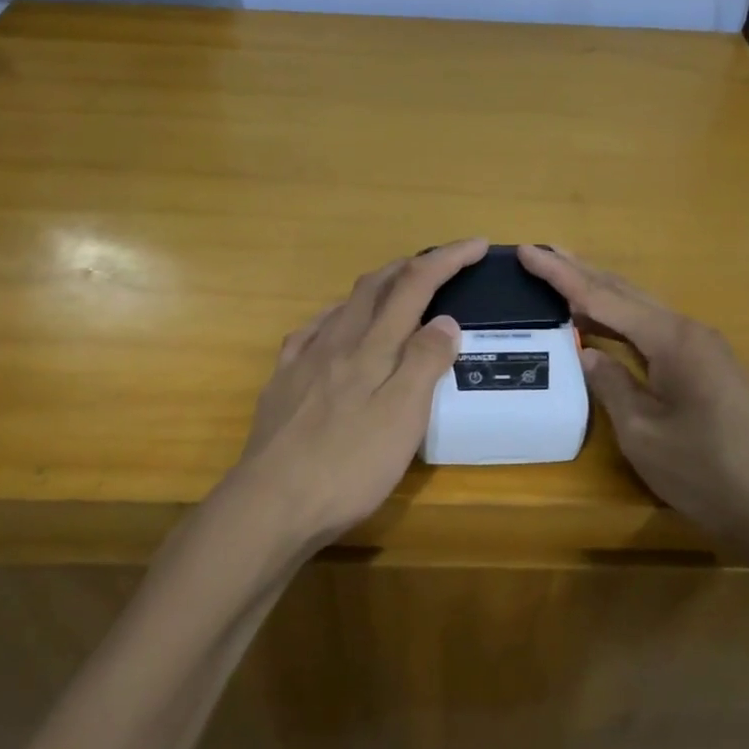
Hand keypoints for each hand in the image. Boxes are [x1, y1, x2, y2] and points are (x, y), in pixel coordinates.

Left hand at [226, 239, 487, 547]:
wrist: (270, 503)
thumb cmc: (348, 466)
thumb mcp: (403, 418)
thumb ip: (424, 364)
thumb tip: (445, 318)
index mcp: (372, 348)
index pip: (415, 285)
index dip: (447, 260)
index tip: (478, 245)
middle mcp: (336, 342)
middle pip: (376, 286)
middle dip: (411, 265)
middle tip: (441, 263)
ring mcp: (303, 361)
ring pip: (343, 305)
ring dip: (375, 288)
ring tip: (395, 292)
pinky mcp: (282, 384)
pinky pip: (311, 332)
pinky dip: (335, 318)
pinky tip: (334, 330)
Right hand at [518, 245, 748, 544]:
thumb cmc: (707, 471)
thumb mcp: (643, 433)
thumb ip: (611, 385)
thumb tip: (588, 353)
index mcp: (670, 339)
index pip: (602, 297)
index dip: (560, 275)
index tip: (525, 251)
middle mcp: (687, 331)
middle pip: (624, 292)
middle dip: (581, 271)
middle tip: (540, 254)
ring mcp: (702, 349)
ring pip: (641, 309)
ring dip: (601, 292)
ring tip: (563, 276)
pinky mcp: (707, 368)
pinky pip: (654, 330)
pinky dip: (621, 321)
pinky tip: (605, 324)